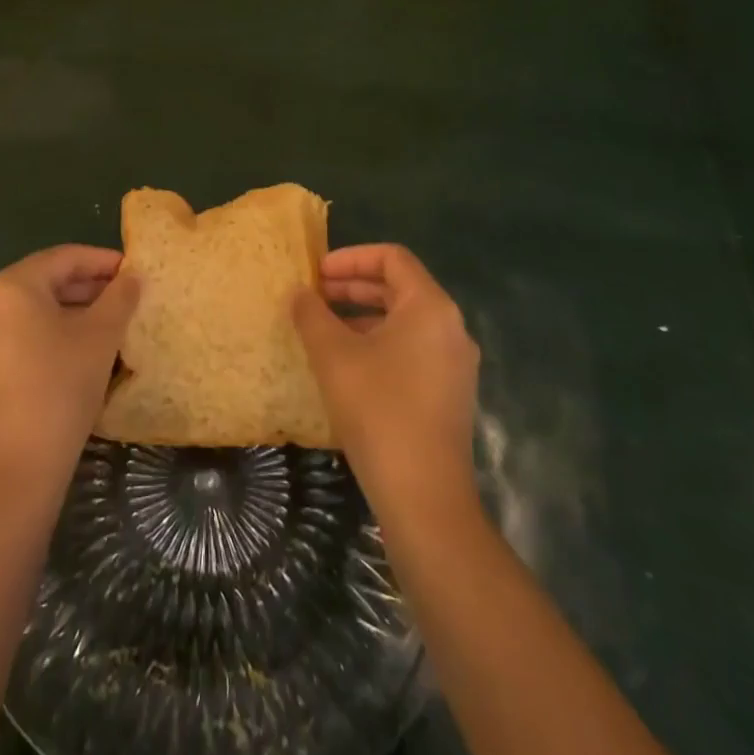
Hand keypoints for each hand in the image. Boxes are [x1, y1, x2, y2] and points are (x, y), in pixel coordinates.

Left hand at [0, 245, 139, 496]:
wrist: (16, 470)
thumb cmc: (60, 387)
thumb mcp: (100, 336)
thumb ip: (119, 298)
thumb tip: (133, 276)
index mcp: (11, 286)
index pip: (64, 257)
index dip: (103, 260)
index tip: (135, 270)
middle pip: (48, 281)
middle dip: (90, 286)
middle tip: (129, 295)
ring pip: (37, 310)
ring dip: (76, 311)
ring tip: (115, 321)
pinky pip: (25, 334)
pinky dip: (56, 332)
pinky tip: (86, 349)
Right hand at [292, 243, 479, 510]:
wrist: (424, 497)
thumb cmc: (378, 410)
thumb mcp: (333, 355)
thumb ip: (312, 315)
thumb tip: (299, 293)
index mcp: (430, 307)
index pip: (392, 258)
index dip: (351, 258)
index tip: (317, 272)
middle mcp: (450, 327)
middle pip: (399, 287)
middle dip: (353, 286)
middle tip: (314, 295)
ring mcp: (454, 363)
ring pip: (404, 320)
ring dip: (362, 315)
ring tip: (323, 328)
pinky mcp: (449, 393)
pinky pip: (412, 349)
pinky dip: (378, 342)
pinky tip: (347, 364)